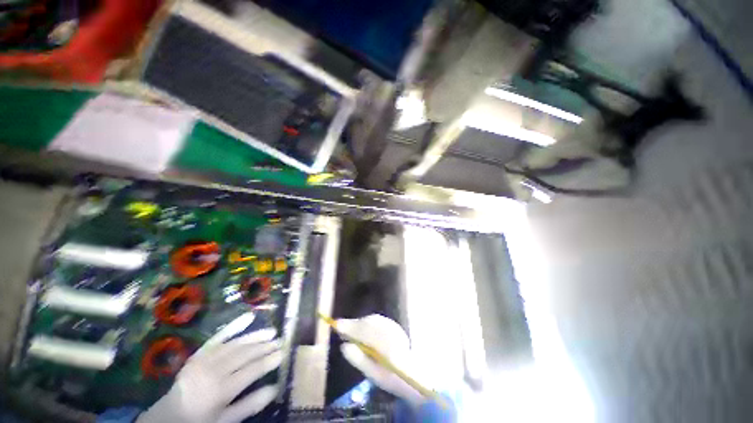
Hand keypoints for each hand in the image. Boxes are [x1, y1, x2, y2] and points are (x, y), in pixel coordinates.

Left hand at [138, 313, 282, 422]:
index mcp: (220, 390)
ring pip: (236, 343)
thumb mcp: (225, 420)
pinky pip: (219, 335)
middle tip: (280, 340)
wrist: (170, 415)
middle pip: (245, 354)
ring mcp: (205, 358)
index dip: (269, 361)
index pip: (251, 371)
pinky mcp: (200, 352)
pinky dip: (235, 325)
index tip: (283, 352)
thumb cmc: (201, 420)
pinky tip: (249, 316)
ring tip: (271, 332)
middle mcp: (213, 371)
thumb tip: (275, 387)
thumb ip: (249, 405)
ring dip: (255, 336)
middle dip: (265, 347)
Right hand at [336, 314, 425, 405]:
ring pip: (373, 319)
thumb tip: (344, 346)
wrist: (414, 375)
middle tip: (341, 328)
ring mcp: (394, 327)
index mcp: (386, 345)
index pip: (364, 332)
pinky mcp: (395, 326)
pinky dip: (367, 322)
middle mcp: (391, 332)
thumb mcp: (373, 374)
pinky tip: (362, 328)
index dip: (349, 327)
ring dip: (360, 322)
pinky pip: (378, 320)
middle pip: (369, 322)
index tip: (336, 324)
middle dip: (354, 324)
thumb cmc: (392, 378)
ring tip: (349, 329)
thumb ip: (358, 359)